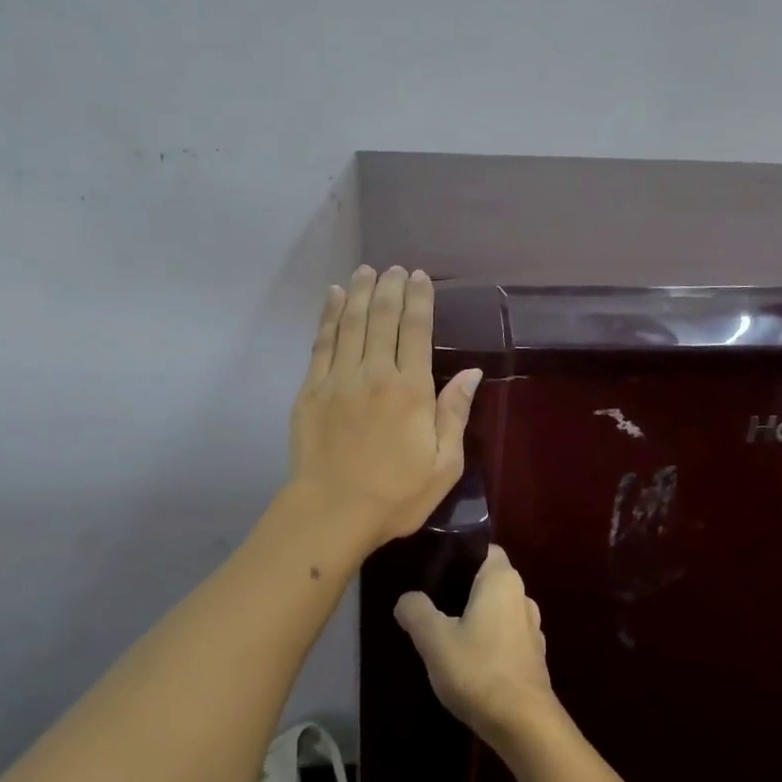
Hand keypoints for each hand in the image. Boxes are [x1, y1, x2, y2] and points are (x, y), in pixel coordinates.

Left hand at [288, 265, 481, 548]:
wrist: (332, 513)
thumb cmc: (396, 495)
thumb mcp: (443, 464)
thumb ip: (455, 414)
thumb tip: (471, 374)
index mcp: (411, 390)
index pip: (417, 330)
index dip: (419, 299)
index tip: (420, 277)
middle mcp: (375, 374)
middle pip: (382, 318)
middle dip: (390, 287)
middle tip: (395, 268)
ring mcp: (338, 379)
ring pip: (350, 323)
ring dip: (359, 292)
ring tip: (366, 271)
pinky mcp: (310, 389)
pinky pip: (321, 342)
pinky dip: (328, 316)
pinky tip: (333, 297)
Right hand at [395, 545, 556, 748]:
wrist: (523, 724)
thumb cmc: (478, 669)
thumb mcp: (433, 638)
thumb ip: (416, 611)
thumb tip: (407, 599)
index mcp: (502, 580)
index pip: (483, 550)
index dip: (459, 556)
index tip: (434, 571)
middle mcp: (522, 596)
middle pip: (488, 581)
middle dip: (462, 590)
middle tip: (431, 605)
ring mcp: (532, 628)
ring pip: (497, 610)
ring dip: (476, 618)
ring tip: (446, 635)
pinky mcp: (534, 657)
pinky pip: (505, 636)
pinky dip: (488, 642)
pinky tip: (468, 661)